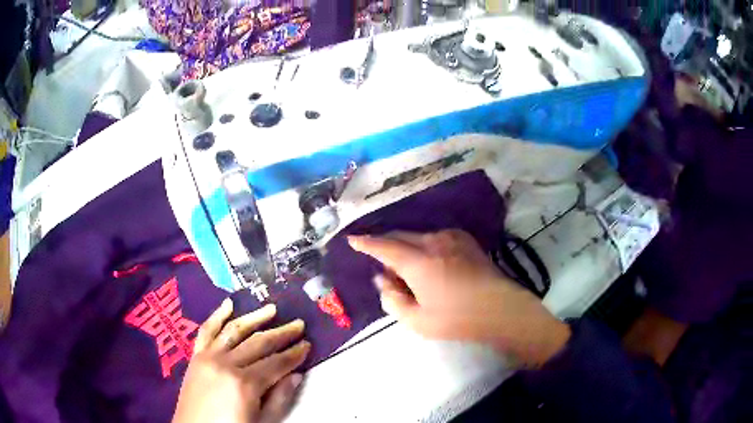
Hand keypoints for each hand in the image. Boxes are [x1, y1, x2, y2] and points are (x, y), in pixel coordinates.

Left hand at [173, 300, 309, 422]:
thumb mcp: (262, 422)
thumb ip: (279, 399)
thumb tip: (296, 375)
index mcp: (245, 384)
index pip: (276, 363)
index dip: (294, 354)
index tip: (307, 344)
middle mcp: (226, 363)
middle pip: (258, 343)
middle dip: (281, 334)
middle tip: (298, 324)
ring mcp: (208, 357)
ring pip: (234, 330)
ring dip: (254, 318)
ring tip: (272, 309)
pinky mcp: (196, 356)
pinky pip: (207, 331)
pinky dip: (217, 315)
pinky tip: (228, 304)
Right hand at [349, 230, 569, 365]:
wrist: (501, 308)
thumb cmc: (457, 319)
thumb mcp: (417, 320)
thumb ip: (392, 299)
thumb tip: (383, 279)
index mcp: (418, 261)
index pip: (384, 246)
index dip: (366, 242)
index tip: (352, 238)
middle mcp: (433, 241)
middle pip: (400, 237)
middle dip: (386, 246)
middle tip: (383, 267)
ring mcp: (452, 237)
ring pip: (418, 237)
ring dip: (406, 248)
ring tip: (409, 271)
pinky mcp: (465, 239)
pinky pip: (435, 238)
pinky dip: (424, 246)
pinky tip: (431, 264)